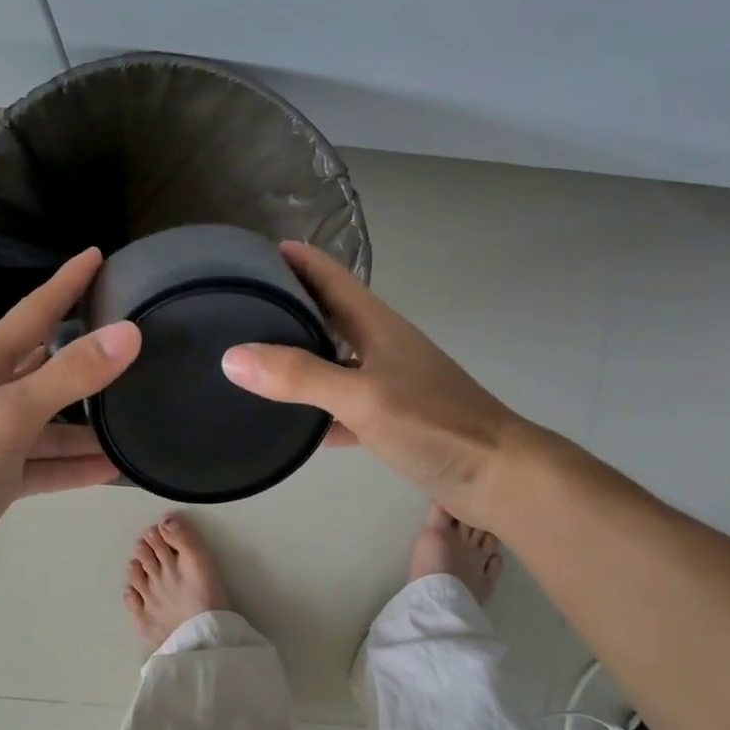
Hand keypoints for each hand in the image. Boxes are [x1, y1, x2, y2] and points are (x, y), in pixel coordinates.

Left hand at [0, 248, 140, 589]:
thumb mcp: (12, 412)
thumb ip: (70, 374)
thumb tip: (129, 334)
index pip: (34, 312)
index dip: (66, 284)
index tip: (98, 255)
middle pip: (49, 366)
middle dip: (88, 355)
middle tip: (135, 340)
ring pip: (54, 422)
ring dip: (90, 424)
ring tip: (138, 416)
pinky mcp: (2, 477)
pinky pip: (49, 463)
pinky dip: (77, 465)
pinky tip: (114, 467)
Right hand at [220, 242, 523, 521]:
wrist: (497, 476)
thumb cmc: (433, 423)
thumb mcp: (361, 396)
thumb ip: (299, 376)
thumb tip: (232, 357)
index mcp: (378, 326)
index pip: (331, 277)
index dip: (296, 260)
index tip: (251, 254)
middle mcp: (382, 347)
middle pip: (328, 316)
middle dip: (288, 307)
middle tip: (238, 308)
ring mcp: (389, 384)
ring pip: (334, 362)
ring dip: (300, 359)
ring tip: (253, 362)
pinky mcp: (393, 421)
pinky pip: (344, 407)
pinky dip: (319, 411)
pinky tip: (292, 426)